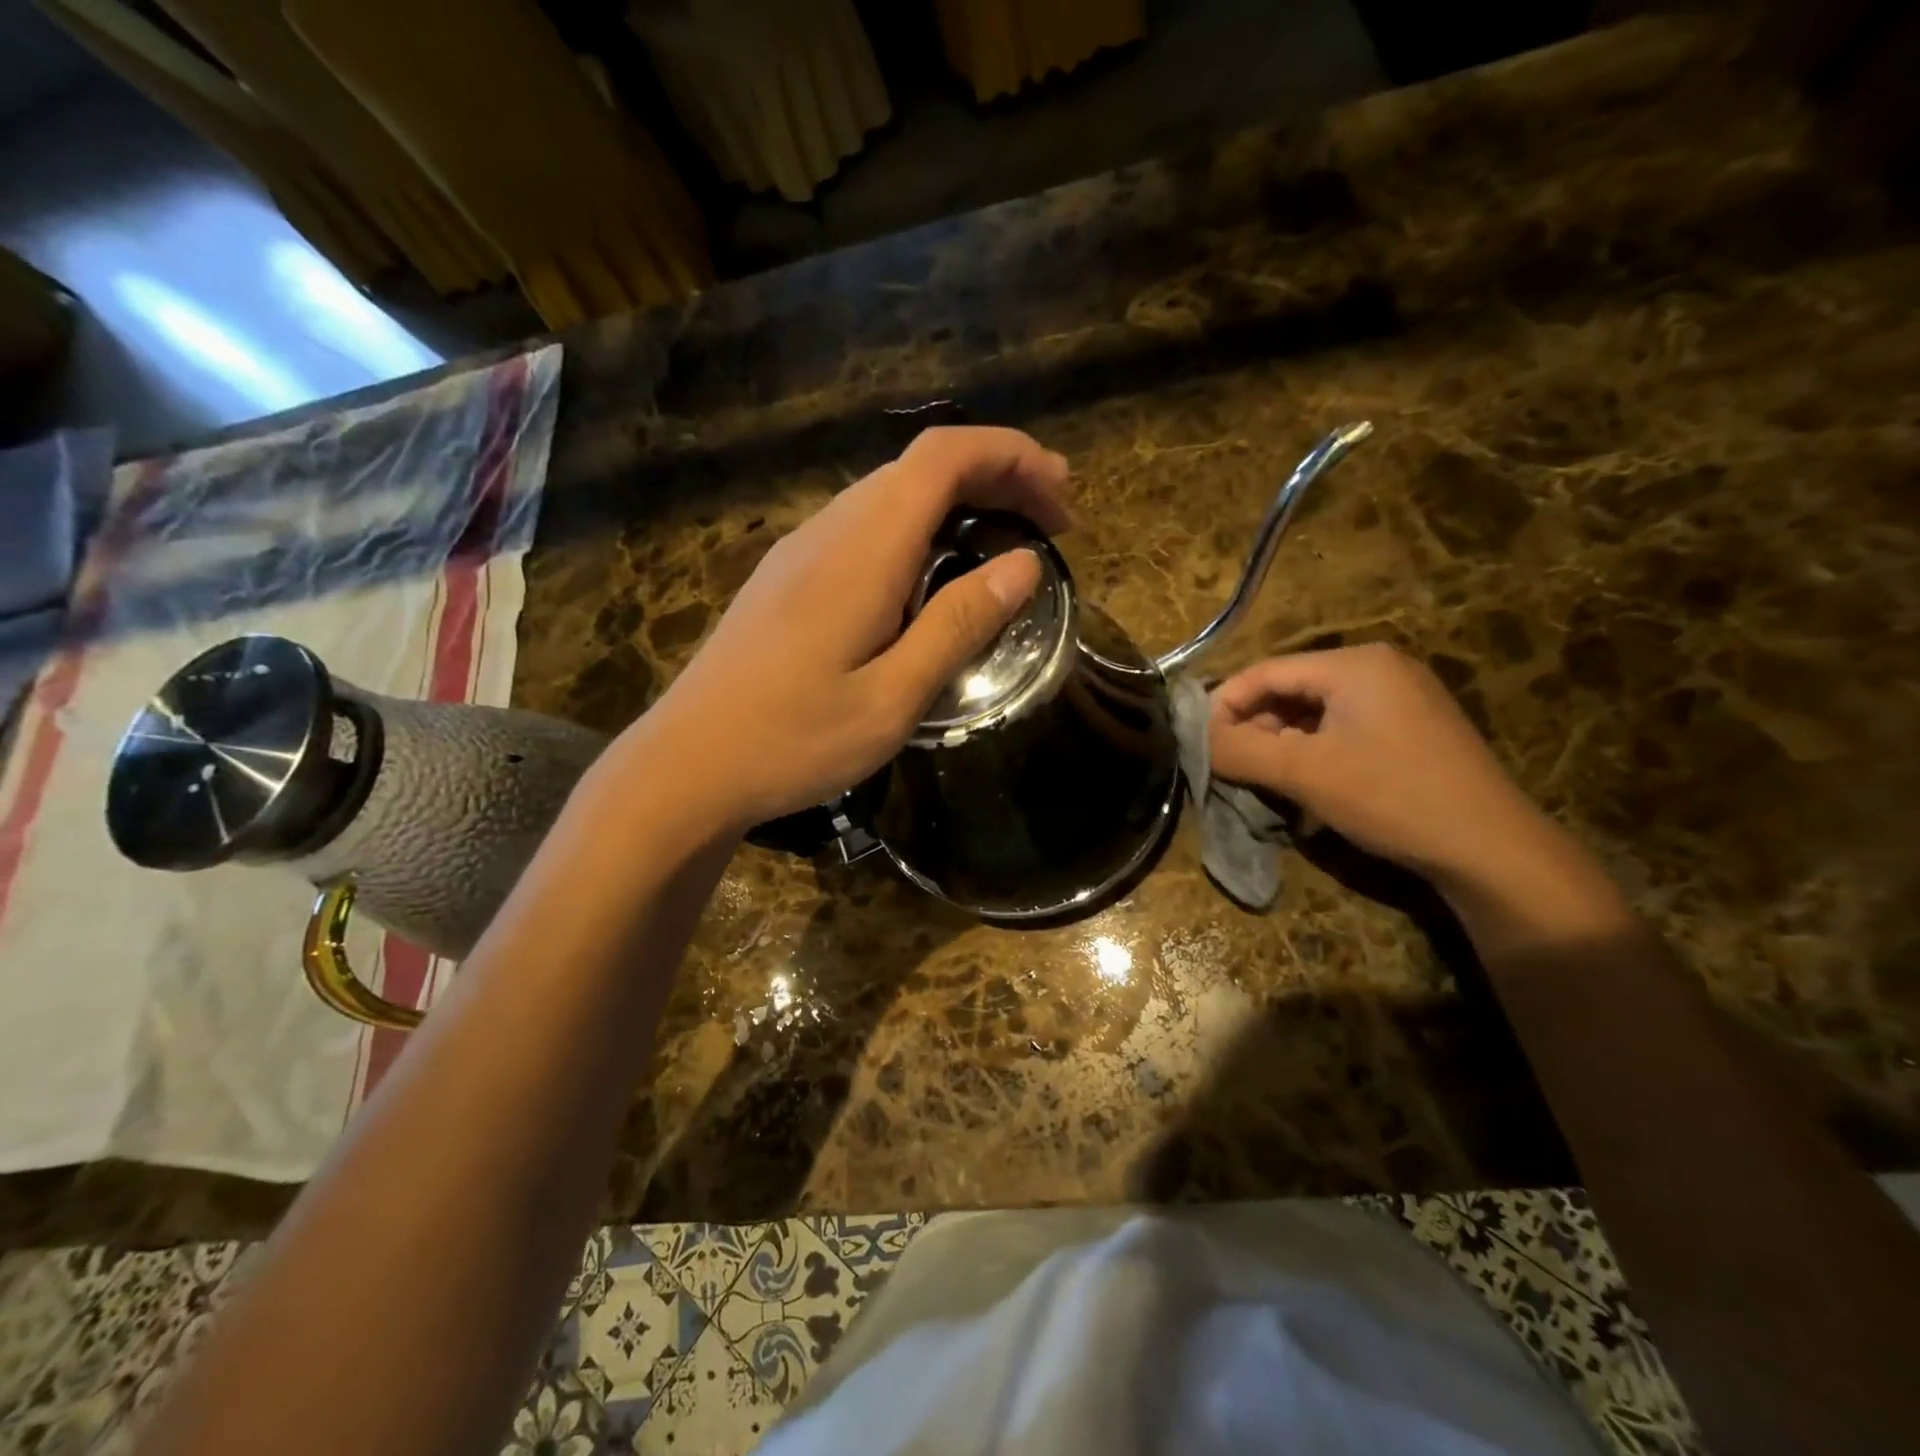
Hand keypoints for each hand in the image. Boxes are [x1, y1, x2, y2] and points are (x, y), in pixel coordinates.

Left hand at [621, 427, 1071, 832]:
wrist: (688, 764)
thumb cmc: (794, 740)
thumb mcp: (893, 697)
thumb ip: (959, 625)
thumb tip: (1023, 565)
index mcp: (862, 551)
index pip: (943, 458)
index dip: (1010, 455)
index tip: (1062, 492)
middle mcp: (830, 530)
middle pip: (919, 467)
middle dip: (996, 475)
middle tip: (1052, 520)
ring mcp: (802, 551)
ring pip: (892, 494)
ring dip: (958, 502)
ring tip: (1007, 543)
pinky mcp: (788, 577)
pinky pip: (866, 526)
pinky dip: (920, 529)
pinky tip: (935, 575)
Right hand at [1208, 644, 1626, 932]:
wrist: (1491, 849)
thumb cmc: (1391, 797)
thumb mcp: (1303, 773)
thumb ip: (1239, 751)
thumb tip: (1192, 738)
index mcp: (1354, 664)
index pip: (1264, 671)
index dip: (1224, 705)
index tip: (1199, 744)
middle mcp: (1379, 668)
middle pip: (1290, 689)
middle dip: (1254, 727)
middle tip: (1232, 767)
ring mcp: (1402, 697)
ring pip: (1315, 711)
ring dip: (1281, 743)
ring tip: (1266, 780)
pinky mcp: (1414, 728)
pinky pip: (1343, 727)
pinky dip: (1314, 750)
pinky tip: (1308, 783)